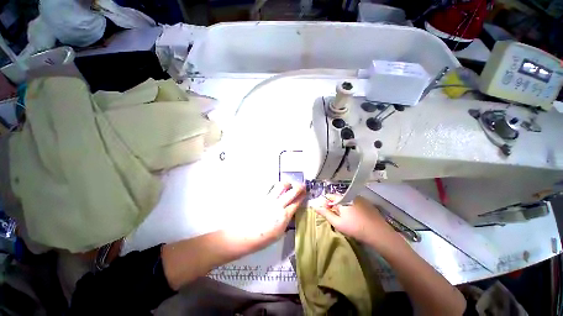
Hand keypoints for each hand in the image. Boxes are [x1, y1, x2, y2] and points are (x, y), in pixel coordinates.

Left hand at [226, 182, 305, 250]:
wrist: (243, 234)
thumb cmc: (261, 238)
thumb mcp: (279, 233)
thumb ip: (285, 221)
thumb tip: (289, 213)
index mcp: (284, 216)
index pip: (296, 203)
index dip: (302, 196)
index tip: (305, 193)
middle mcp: (278, 205)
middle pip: (292, 192)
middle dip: (299, 187)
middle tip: (301, 185)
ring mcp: (269, 199)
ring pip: (281, 186)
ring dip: (286, 184)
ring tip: (288, 185)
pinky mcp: (260, 196)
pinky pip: (269, 187)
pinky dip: (274, 186)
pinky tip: (275, 187)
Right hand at [314, 195, 394, 244]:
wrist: (378, 233)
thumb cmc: (355, 228)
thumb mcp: (337, 222)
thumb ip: (325, 213)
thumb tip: (315, 206)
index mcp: (342, 199)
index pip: (329, 196)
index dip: (326, 204)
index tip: (326, 212)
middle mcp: (351, 195)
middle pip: (338, 198)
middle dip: (334, 206)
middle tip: (336, 217)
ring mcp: (360, 198)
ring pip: (347, 200)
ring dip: (343, 207)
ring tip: (346, 218)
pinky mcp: (367, 203)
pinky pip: (355, 203)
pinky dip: (352, 208)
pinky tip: (355, 217)